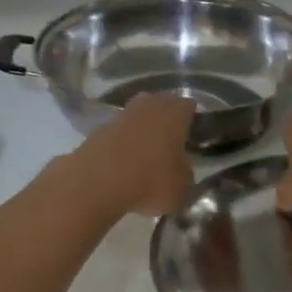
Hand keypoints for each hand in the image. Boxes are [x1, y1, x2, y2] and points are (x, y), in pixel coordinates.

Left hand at [77, 93, 197, 216]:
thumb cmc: (150, 180)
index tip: (195, 135)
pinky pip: (119, 133)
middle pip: (162, 106)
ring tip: (148, 154)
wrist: (97, 183)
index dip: (193, 120)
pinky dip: (123, 144)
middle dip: (167, 121)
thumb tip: (181, 168)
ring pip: (139, 117)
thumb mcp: (182, 187)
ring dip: (143, 131)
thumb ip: (186, 173)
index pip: (189, 106)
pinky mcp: (98, 129)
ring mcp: (121, 114)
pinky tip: (125, 163)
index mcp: (176, 112)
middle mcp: (149, 105)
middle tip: (172, 142)